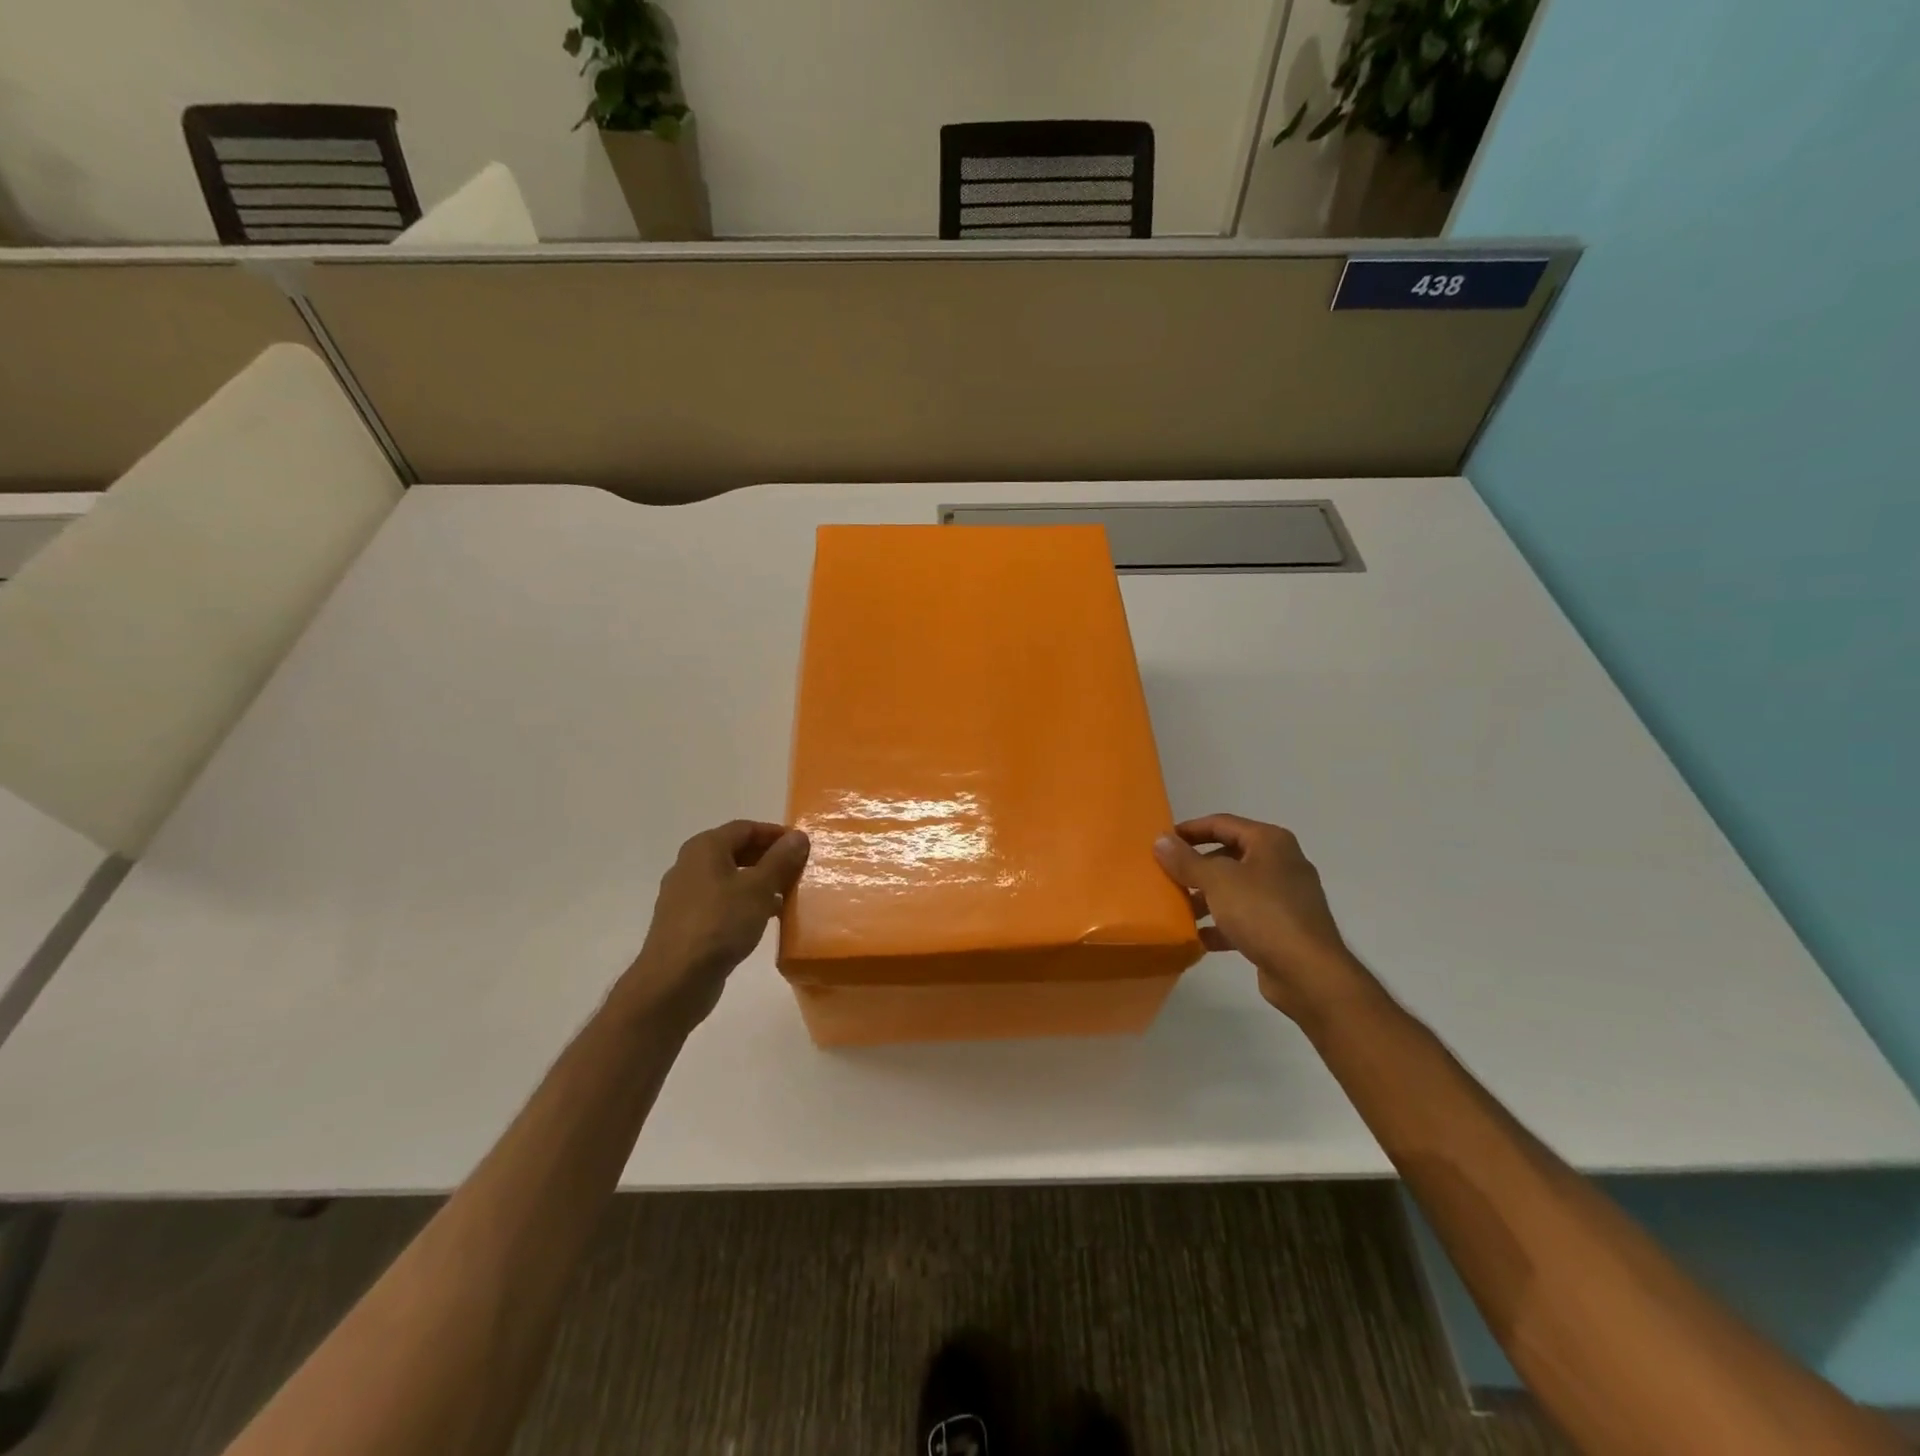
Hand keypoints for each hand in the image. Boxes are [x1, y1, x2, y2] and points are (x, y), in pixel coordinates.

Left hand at [621, 820, 809, 1028]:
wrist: (675, 979)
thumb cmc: (720, 923)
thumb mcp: (759, 888)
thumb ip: (780, 860)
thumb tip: (797, 836)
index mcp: (705, 848)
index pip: (746, 828)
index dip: (776, 834)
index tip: (803, 846)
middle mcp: (691, 865)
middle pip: (736, 850)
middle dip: (769, 858)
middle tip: (798, 870)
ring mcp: (686, 895)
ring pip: (730, 878)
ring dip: (759, 882)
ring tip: (787, 895)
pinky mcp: (687, 922)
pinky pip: (722, 901)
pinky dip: (744, 903)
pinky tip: (764, 919)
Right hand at [1153, 814, 1371, 1022]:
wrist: (1309, 973)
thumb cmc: (1263, 913)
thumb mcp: (1217, 881)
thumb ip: (1186, 860)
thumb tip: (1160, 839)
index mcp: (1270, 842)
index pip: (1222, 823)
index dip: (1190, 829)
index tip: (1162, 841)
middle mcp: (1281, 863)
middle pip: (1228, 856)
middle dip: (1196, 867)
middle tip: (1167, 876)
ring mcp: (1285, 897)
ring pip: (1236, 889)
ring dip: (1207, 897)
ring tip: (1179, 909)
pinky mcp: (1283, 928)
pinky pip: (1245, 917)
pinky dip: (1222, 924)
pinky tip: (1199, 937)